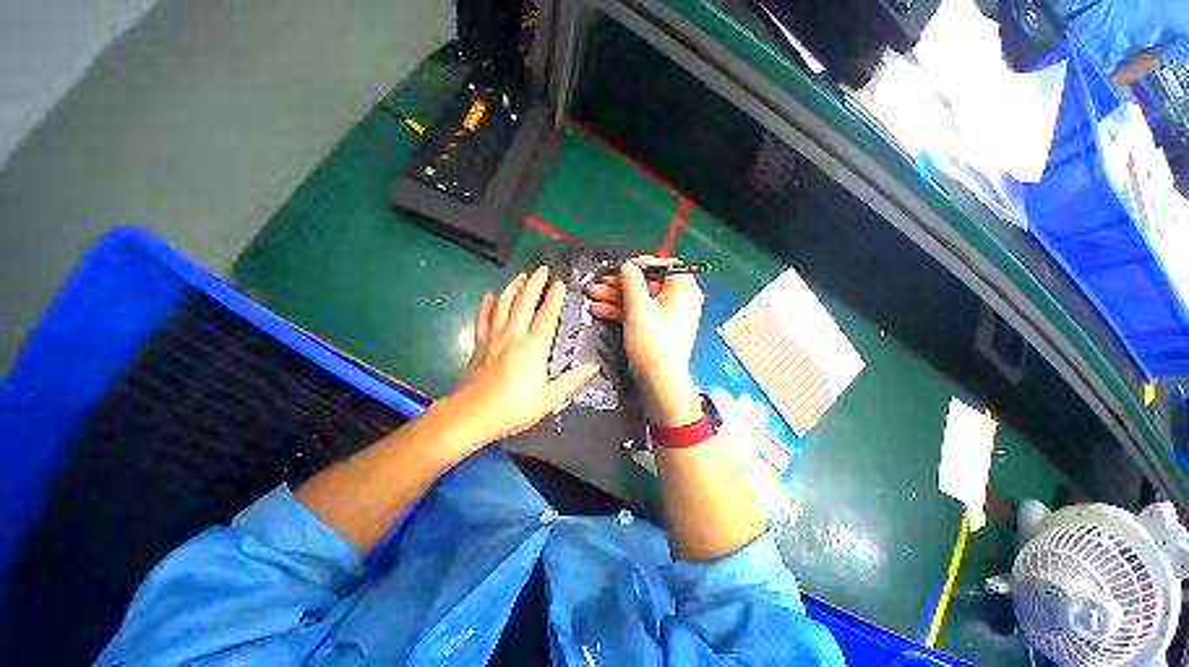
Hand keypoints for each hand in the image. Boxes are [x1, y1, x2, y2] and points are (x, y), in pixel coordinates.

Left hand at [435, 267, 599, 453]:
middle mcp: (513, 335)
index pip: (546, 315)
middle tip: (542, 269)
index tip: (560, 283)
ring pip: (503, 304)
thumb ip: (572, 380)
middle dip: (534, 283)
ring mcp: (493, 337)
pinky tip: (490, 295)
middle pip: (524, 302)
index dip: (554, 297)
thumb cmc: (514, 409)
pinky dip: (487, 303)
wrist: (471, 416)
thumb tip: (595, 367)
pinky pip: (483, 317)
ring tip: (521, 275)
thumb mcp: (549, 399)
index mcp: (532, 348)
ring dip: (513, 287)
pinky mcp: (479, 343)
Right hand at [586, 257, 703, 425]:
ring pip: (639, 299)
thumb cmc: (653, 342)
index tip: (620, 266)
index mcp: (683, 290)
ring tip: (589, 294)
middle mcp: (677, 300)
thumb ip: (632, 283)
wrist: (659, 383)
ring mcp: (666, 315)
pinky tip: (597, 309)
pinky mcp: (655, 328)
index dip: (642, 264)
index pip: (665, 266)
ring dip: (614, 297)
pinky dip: (620, 311)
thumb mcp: (639, 309)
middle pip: (647, 284)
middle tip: (596, 282)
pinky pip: (638, 313)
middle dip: (619, 284)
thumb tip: (627, 265)